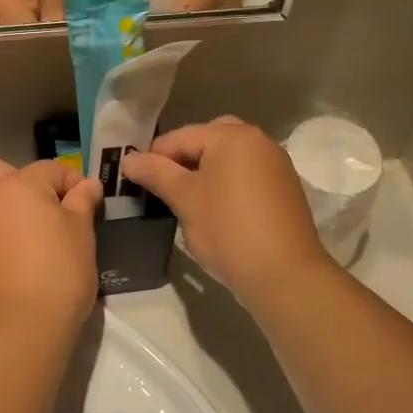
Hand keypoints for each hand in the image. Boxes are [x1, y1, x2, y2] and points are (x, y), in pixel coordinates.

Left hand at [0, 157, 102, 340]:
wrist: (22, 328)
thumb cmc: (60, 275)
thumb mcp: (82, 234)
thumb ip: (82, 202)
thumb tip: (87, 183)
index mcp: (19, 185)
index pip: (49, 170)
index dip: (70, 181)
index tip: (83, 198)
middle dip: (10, 179)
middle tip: (33, 207)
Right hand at [121, 117, 331, 305]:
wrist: (285, 276)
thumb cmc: (228, 229)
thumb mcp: (184, 199)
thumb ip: (155, 173)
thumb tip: (128, 160)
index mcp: (233, 136)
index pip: (180, 137)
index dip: (153, 157)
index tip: (134, 181)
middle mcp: (259, 141)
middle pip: (207, 141)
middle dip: (182, 161)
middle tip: (163, 188)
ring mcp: (275, 166)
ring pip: (228, 160)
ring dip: (204, 174)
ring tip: (185, 202)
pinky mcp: (284, 191)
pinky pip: (245, 177)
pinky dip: (226, 186)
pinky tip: (214, 212)